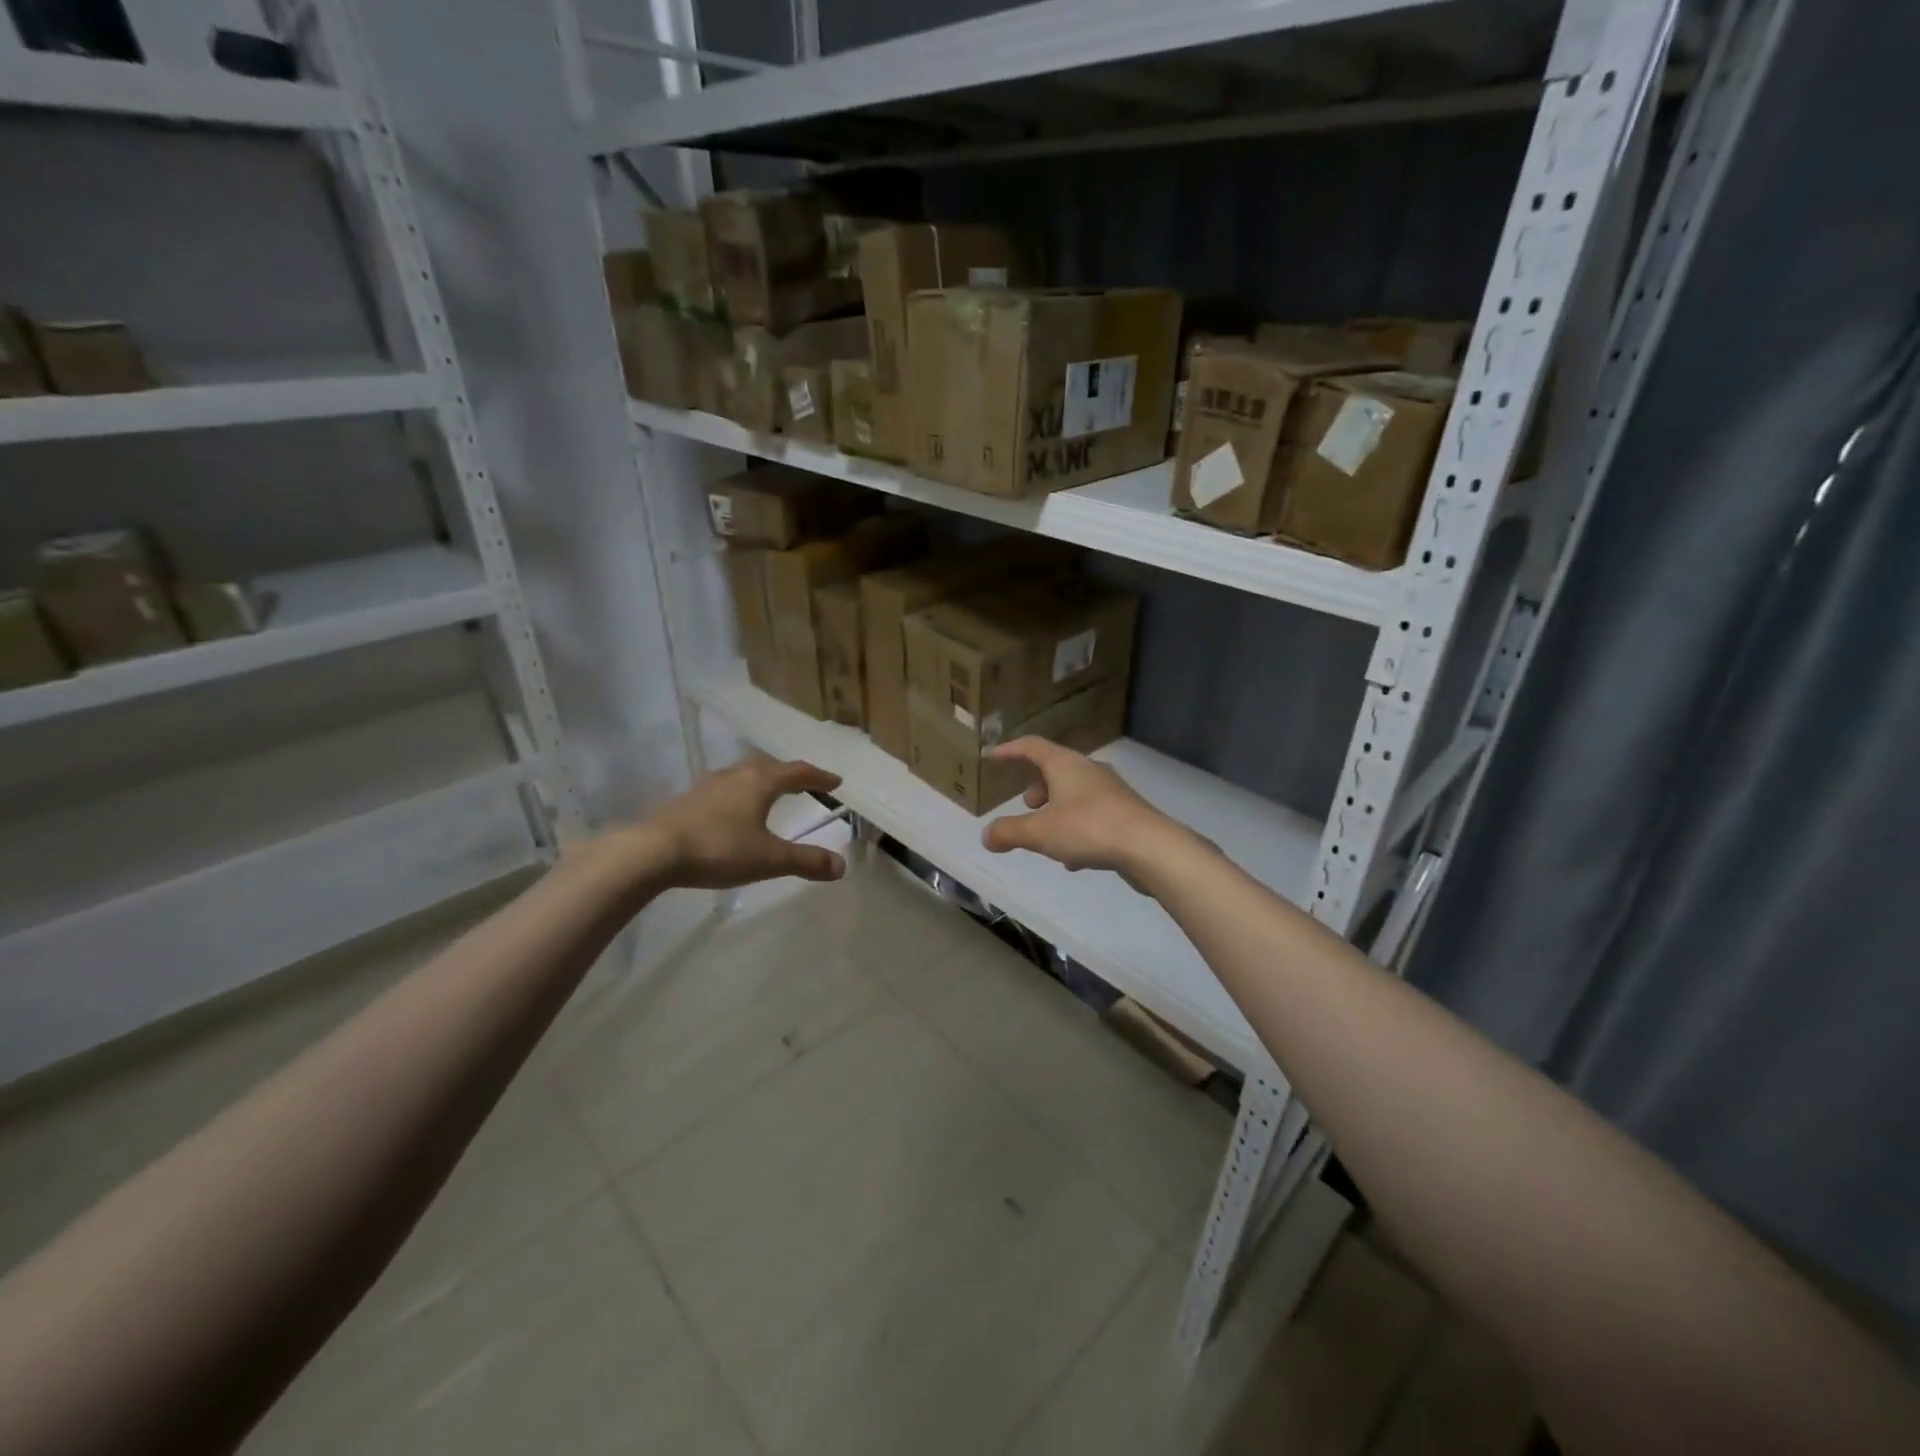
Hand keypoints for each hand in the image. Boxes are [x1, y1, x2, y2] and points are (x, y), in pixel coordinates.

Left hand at [621, 757, 847, 890]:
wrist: (652, 851)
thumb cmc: (719, 849)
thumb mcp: (769, 859)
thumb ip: (806, 860)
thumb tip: (841, 864)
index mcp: (760, 781)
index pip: (797, 772)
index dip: (819, 777)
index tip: (836, 782)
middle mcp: (736, 775)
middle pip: (769, 766)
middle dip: (789, 774)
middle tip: (804, 783)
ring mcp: (708, 785)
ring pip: (743, 775)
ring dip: (762, 781)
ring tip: (770, 793)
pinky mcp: (688, 800)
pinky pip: (724, 789)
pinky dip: (740, 793)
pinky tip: (734, 811)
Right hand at [980, 737, 1178, 883]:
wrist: (1150, 847)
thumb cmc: (1089, 828)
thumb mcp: (1040, 833)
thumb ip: (1009, 832)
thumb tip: (986, 835)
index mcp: (1066, 765)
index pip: (1032, 747)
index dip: (1010, 750)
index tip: (993, 756)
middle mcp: (1089, 771)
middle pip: (1057, 770)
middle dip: (1038, 787)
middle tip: (1026, 804)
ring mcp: (1111, 793)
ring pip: (1076, 795)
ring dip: (1057, 811)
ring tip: (1046, 836)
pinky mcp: (1126, 815)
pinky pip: (1093, 817)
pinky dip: (1076, 831)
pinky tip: (1073, 860)